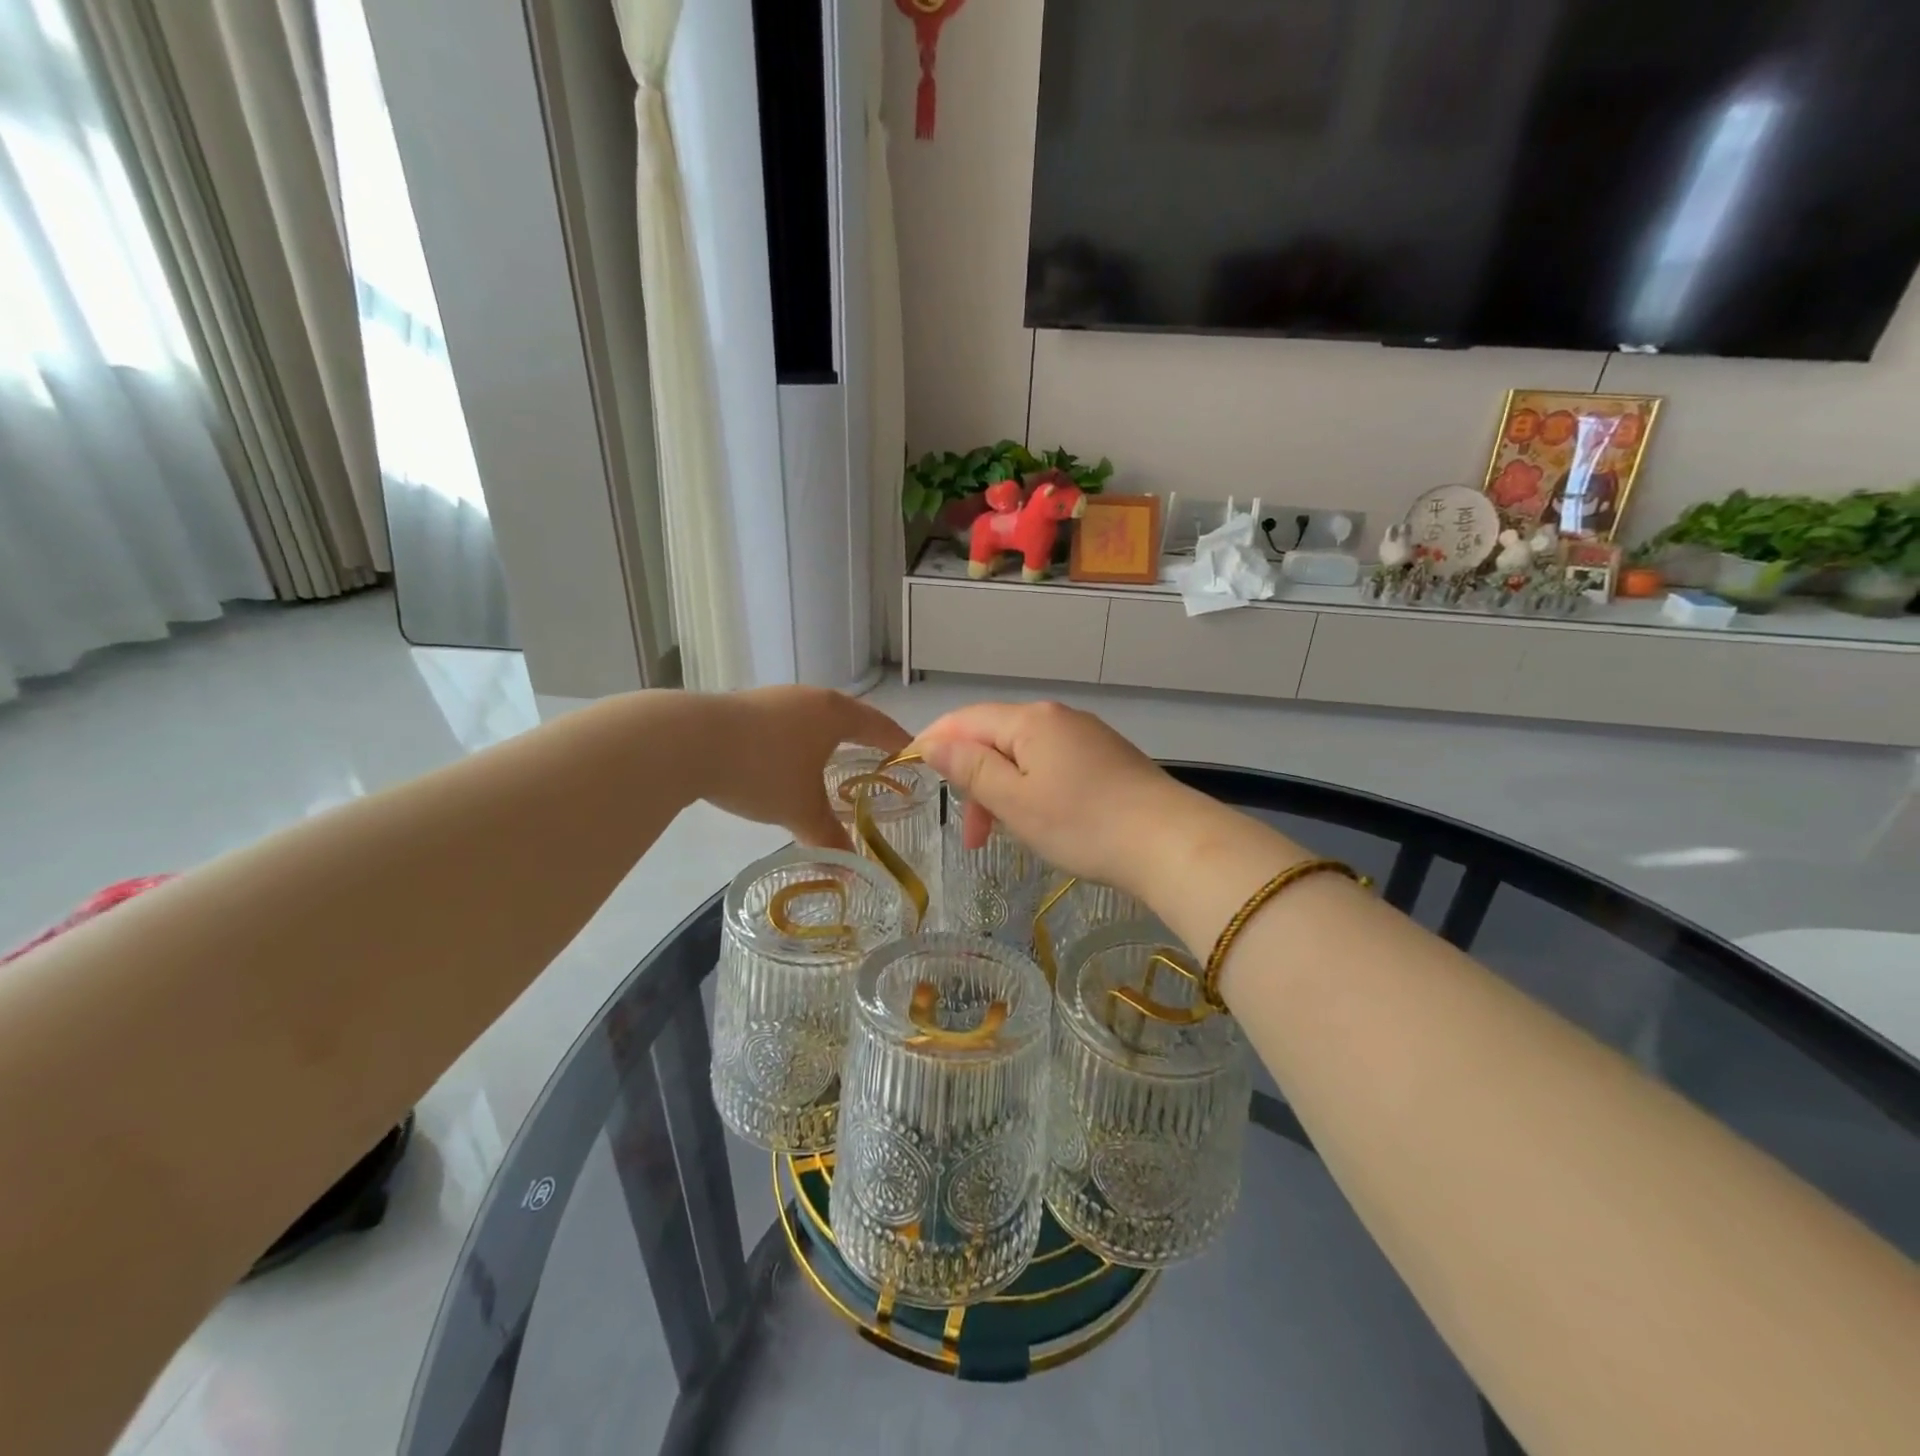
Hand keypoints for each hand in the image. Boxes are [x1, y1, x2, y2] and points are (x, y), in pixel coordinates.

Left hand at [693, 687, 910, 849]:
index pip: (878, 725)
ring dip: (826, 741)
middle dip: (863, 740)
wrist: (686, 742)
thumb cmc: (762, 770)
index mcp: (834, 713)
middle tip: (877, 762)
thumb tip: (852, 871)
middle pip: (847, 718)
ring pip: (812, 720)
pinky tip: (786, 764)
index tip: (913, 754)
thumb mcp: (801, 810)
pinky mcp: (743, 708)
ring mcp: (774, 699)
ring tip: (832, 765)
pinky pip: (785, 725)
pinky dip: (796, 744)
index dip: (898, 742)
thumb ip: (830, 838)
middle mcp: (809, 698)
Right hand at [914, 701, 1202, 900]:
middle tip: (973, 838)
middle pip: (996, 739)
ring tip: (1006, 835)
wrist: (1170, 843)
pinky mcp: (1108, 758)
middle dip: (974, 781)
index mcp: (1031, 720)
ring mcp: (1087, 736)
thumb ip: (971, 769)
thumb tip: (933, 743)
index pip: (966, 720)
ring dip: (1003, 792)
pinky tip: (1041, 821)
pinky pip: (1052, 766)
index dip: (935, 742)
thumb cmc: (1083, 823)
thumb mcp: (1015, 801)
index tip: (913, 772)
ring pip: (1025, 756)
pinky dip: (1032, 791)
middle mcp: (1058, 717)